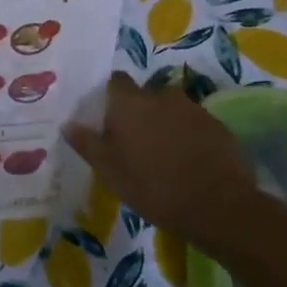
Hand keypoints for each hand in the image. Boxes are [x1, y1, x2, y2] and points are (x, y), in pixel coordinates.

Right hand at [64, 74, 268, 255]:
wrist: (217, 205)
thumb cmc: (152, 186)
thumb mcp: (109, 170)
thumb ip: (87, 143)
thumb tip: (68, 123)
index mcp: (130, 103)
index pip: (116, 81)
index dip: (111, 96)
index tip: (108, 117)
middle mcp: (161, 96)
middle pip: (145, 96)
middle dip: (139, 112)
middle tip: (134, 142)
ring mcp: (193, 109)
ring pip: (171, 109)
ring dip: (165, 124)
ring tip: (163, 154)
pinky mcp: (217, 126)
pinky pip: (194, 124)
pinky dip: (188, 136)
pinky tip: (188, 162)